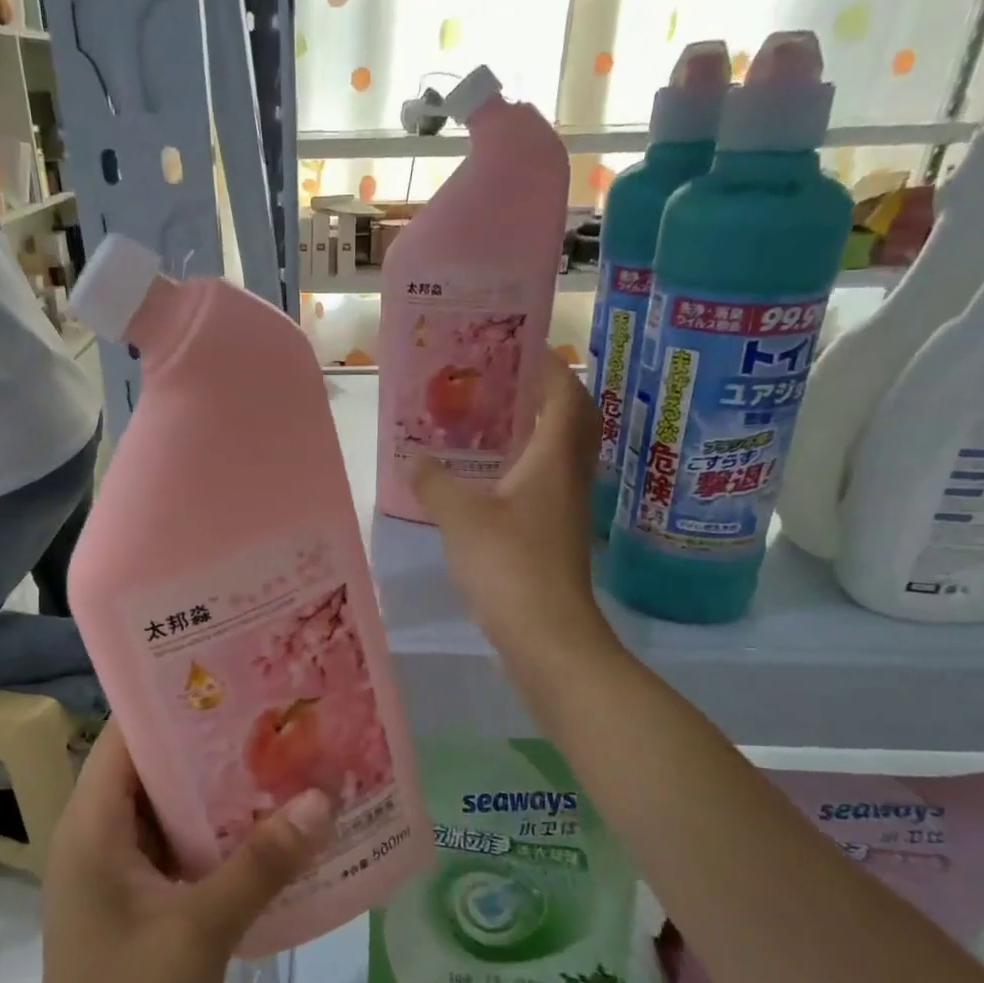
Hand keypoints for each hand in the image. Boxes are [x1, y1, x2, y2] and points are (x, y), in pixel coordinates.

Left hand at [23, 723, 331, 982]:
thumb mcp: (201, 930)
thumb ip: (263, 862)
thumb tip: (323, 797)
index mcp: (92, 823)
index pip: (128, 734)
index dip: (175, 697)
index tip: (235, 672)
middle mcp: (99, 835)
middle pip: (156, 767)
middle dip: (213, 743)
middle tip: (277, 714)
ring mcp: (117, 872)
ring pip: (172, 809)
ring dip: (222, 792)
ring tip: (285, 760)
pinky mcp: (137, 904)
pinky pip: (180, 849)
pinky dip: (219, 835)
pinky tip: (271, 831)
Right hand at [408, 349, 609, 655]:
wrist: (547, 635)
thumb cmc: (510, 565)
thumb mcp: (461, 517)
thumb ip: (435, 482)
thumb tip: (414, 458)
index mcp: (555, 457)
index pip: (565, 393)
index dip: (547, 365)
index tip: (516, 347)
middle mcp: (568, 475)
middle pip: (569, 419)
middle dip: (540, 394)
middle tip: (498, 382)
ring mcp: (565, 507)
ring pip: (557, 452)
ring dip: (531, 430)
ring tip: (487, 420)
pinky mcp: (554, 534)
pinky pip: (543, 482)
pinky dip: (522, 467)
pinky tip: (486, 477)